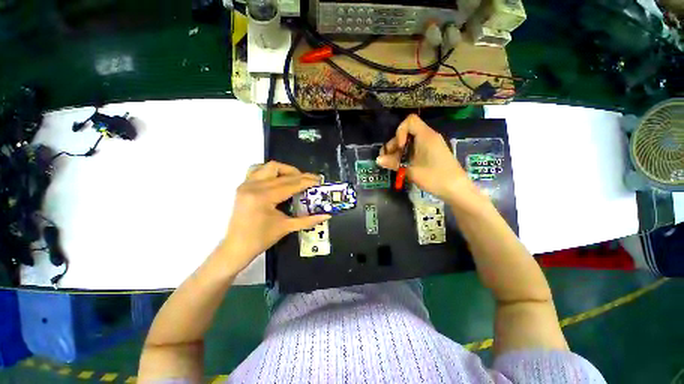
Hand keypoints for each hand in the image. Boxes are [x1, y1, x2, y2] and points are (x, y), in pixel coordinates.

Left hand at [217, 161, 330, 273]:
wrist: (236, 247)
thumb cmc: (261, 239)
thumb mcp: (287, 228)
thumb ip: (309, 220)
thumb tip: (326, 215)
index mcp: (264, 197)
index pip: (291, 184)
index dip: (307, 181)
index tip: (318, 180)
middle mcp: (253, 186)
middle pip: (281, 172)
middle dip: (299, 175)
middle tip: (310, 181)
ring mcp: (246, 184)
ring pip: (269, 167)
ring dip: (285, 170)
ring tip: (295, 178)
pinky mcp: (243, 186)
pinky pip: (257, 170)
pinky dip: (270, 171)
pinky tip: (278, 179)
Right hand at [376, 114, 482, 206]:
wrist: (457, 190)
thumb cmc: (435, 178)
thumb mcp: (411, 171)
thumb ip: (393, 163)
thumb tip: (378, 160)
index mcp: (426, 136)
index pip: (410, 121)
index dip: (399, 131)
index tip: (398, 147)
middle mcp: (428, 137)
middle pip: (407, 132)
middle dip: (394, 144)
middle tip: (387, 159)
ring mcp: (430, 145)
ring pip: (410, 142)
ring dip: (398, 151)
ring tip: (391, 164)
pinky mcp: (431, 153)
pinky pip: (415, 149)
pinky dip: (406, 155)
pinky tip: (400, 165)